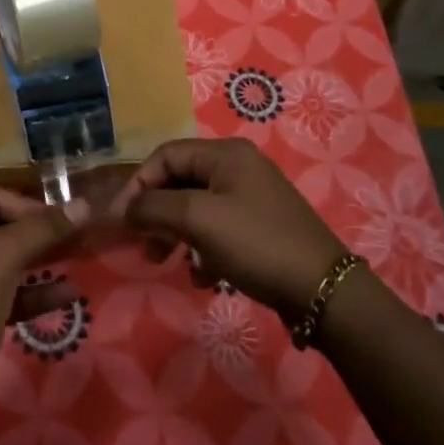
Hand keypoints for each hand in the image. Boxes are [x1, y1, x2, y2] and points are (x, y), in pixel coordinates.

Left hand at [0, 186, 89, 439]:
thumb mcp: (2, 258)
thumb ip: (42, 229)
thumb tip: (84, 204)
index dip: (26, 205)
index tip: (59, 222)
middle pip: (0, 227)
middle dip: (38, 232)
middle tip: (76, 237)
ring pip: (7, 262)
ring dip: (41, 261)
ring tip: (77, 260)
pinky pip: (9, 294)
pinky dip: (36, 293)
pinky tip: (69, 295)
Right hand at [108, 138, 345, 318]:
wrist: (322, 290)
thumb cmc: (256, 243)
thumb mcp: (199, 219)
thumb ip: (155, 207)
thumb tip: (126, 208)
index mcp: (225, 155)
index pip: (166, 156)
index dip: (138, 184)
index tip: (121, 219)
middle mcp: (238, 168)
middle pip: (180, 182)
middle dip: (157, 212)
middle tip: (144, 244)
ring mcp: (250, 199)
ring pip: (195, 208)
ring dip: (175, 234)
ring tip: (166, 262)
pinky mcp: (258, 228)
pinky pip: (216, 230)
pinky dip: (202, 249)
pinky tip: (203, 276)